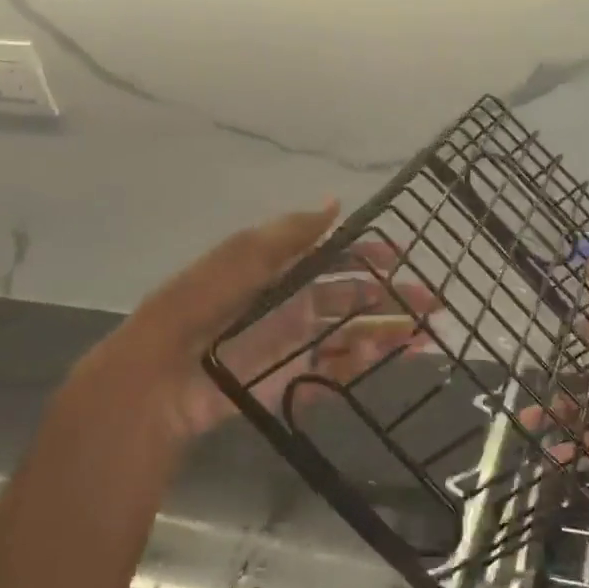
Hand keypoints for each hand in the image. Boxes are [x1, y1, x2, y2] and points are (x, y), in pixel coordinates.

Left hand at [46, 203, 433, 466]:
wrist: (157, 381)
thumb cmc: (198, 310)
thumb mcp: (239, 260)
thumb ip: (286, 235)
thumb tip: (336, 204)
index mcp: (279, 274)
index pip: (332, 260)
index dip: (366, 257)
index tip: (399, 258)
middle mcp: (290, 308)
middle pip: (350, 300)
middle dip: (390, 299)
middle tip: (431, 304)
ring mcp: (291, 347)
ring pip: (349, 337)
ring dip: (386, 334)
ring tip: (423, 337)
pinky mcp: (288, 383)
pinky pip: (332, 373)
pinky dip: (361, 367)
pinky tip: (388, 360)